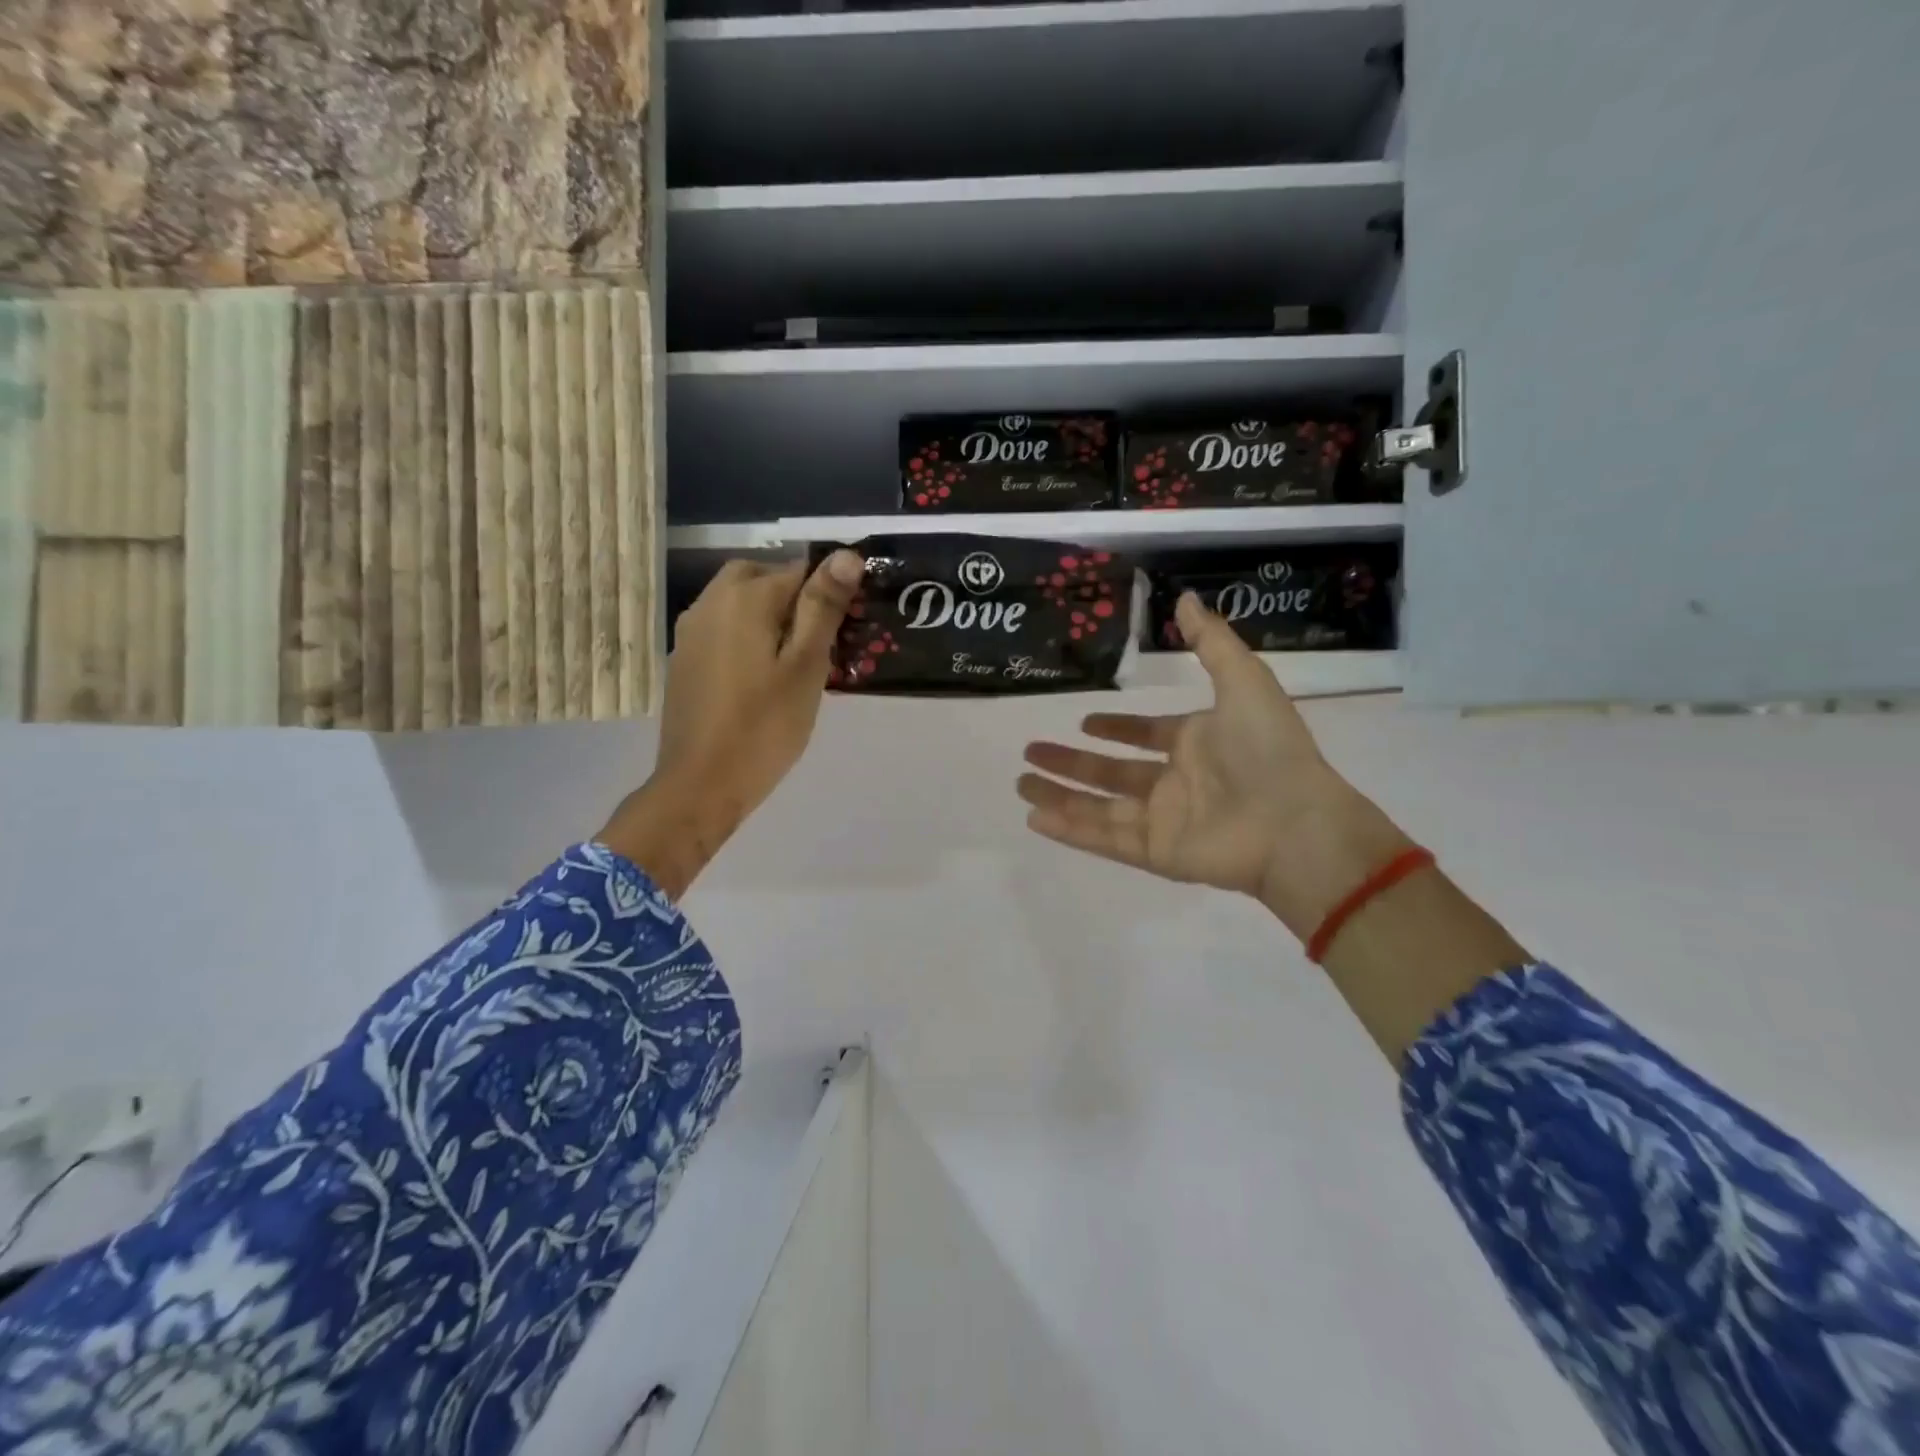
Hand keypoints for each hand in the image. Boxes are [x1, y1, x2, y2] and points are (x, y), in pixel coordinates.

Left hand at [601, 551, 864, 896]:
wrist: (701, 783)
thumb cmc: (764, 726)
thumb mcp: (806, 667)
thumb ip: (823, 607)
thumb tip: (845, 555)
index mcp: (745, 597)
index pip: (799, 569)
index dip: (828, 592)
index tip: (846, 628)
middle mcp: (711, 601)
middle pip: (761, 577)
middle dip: (793, 596)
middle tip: (819, 640)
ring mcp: (691, 630)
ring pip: (738, 602)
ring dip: (768, 615)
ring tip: (793, 660)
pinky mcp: (684, 659)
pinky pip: (722, 628)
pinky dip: (745, 635)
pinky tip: (759, 676)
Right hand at [1018, 592, 1412, 937]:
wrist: (1294, 823)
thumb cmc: (1269, 749)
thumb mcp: (1244, 681)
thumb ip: (1211, 642)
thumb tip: (1185, 598)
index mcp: (1196, 744)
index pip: (1146, 735)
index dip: (1116, 729)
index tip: (1085, 722)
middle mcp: (1175, 782)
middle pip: (1111, 773)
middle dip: (1070, 763)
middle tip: (1030, 752)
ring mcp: (1162, 820)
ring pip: (1098, 807)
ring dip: (1059, 795)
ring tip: (1020, 783)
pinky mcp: (1155, 853)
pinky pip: (1104, 838)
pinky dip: (1070, 830)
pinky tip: (1034, 817)